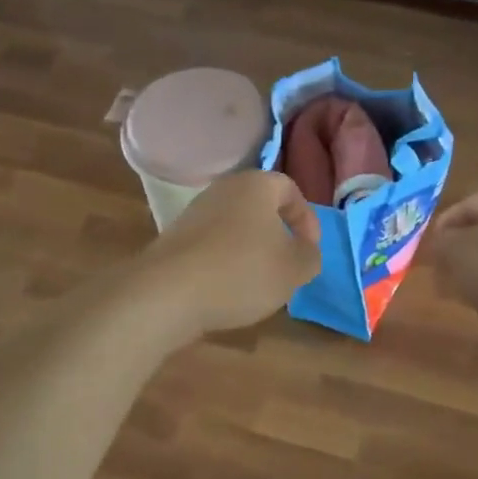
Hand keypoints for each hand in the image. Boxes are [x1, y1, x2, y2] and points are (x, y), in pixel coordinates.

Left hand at [134, 170, 322, 337]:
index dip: (307, 219)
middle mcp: (222, 190)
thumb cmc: (241, 272)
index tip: (309, 249)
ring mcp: (194, 213)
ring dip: (250, 251)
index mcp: (255, 185)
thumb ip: (310, 256)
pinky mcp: (174, 239)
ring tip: (257, 283)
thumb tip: (305, 250)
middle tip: (286, 265)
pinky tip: (226, 290)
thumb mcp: (293, 269)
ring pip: (235, 227)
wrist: (167, 293)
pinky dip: (225, 263)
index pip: (290, 189)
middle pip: (259, 207)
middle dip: (277, 235)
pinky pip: (212, 245)